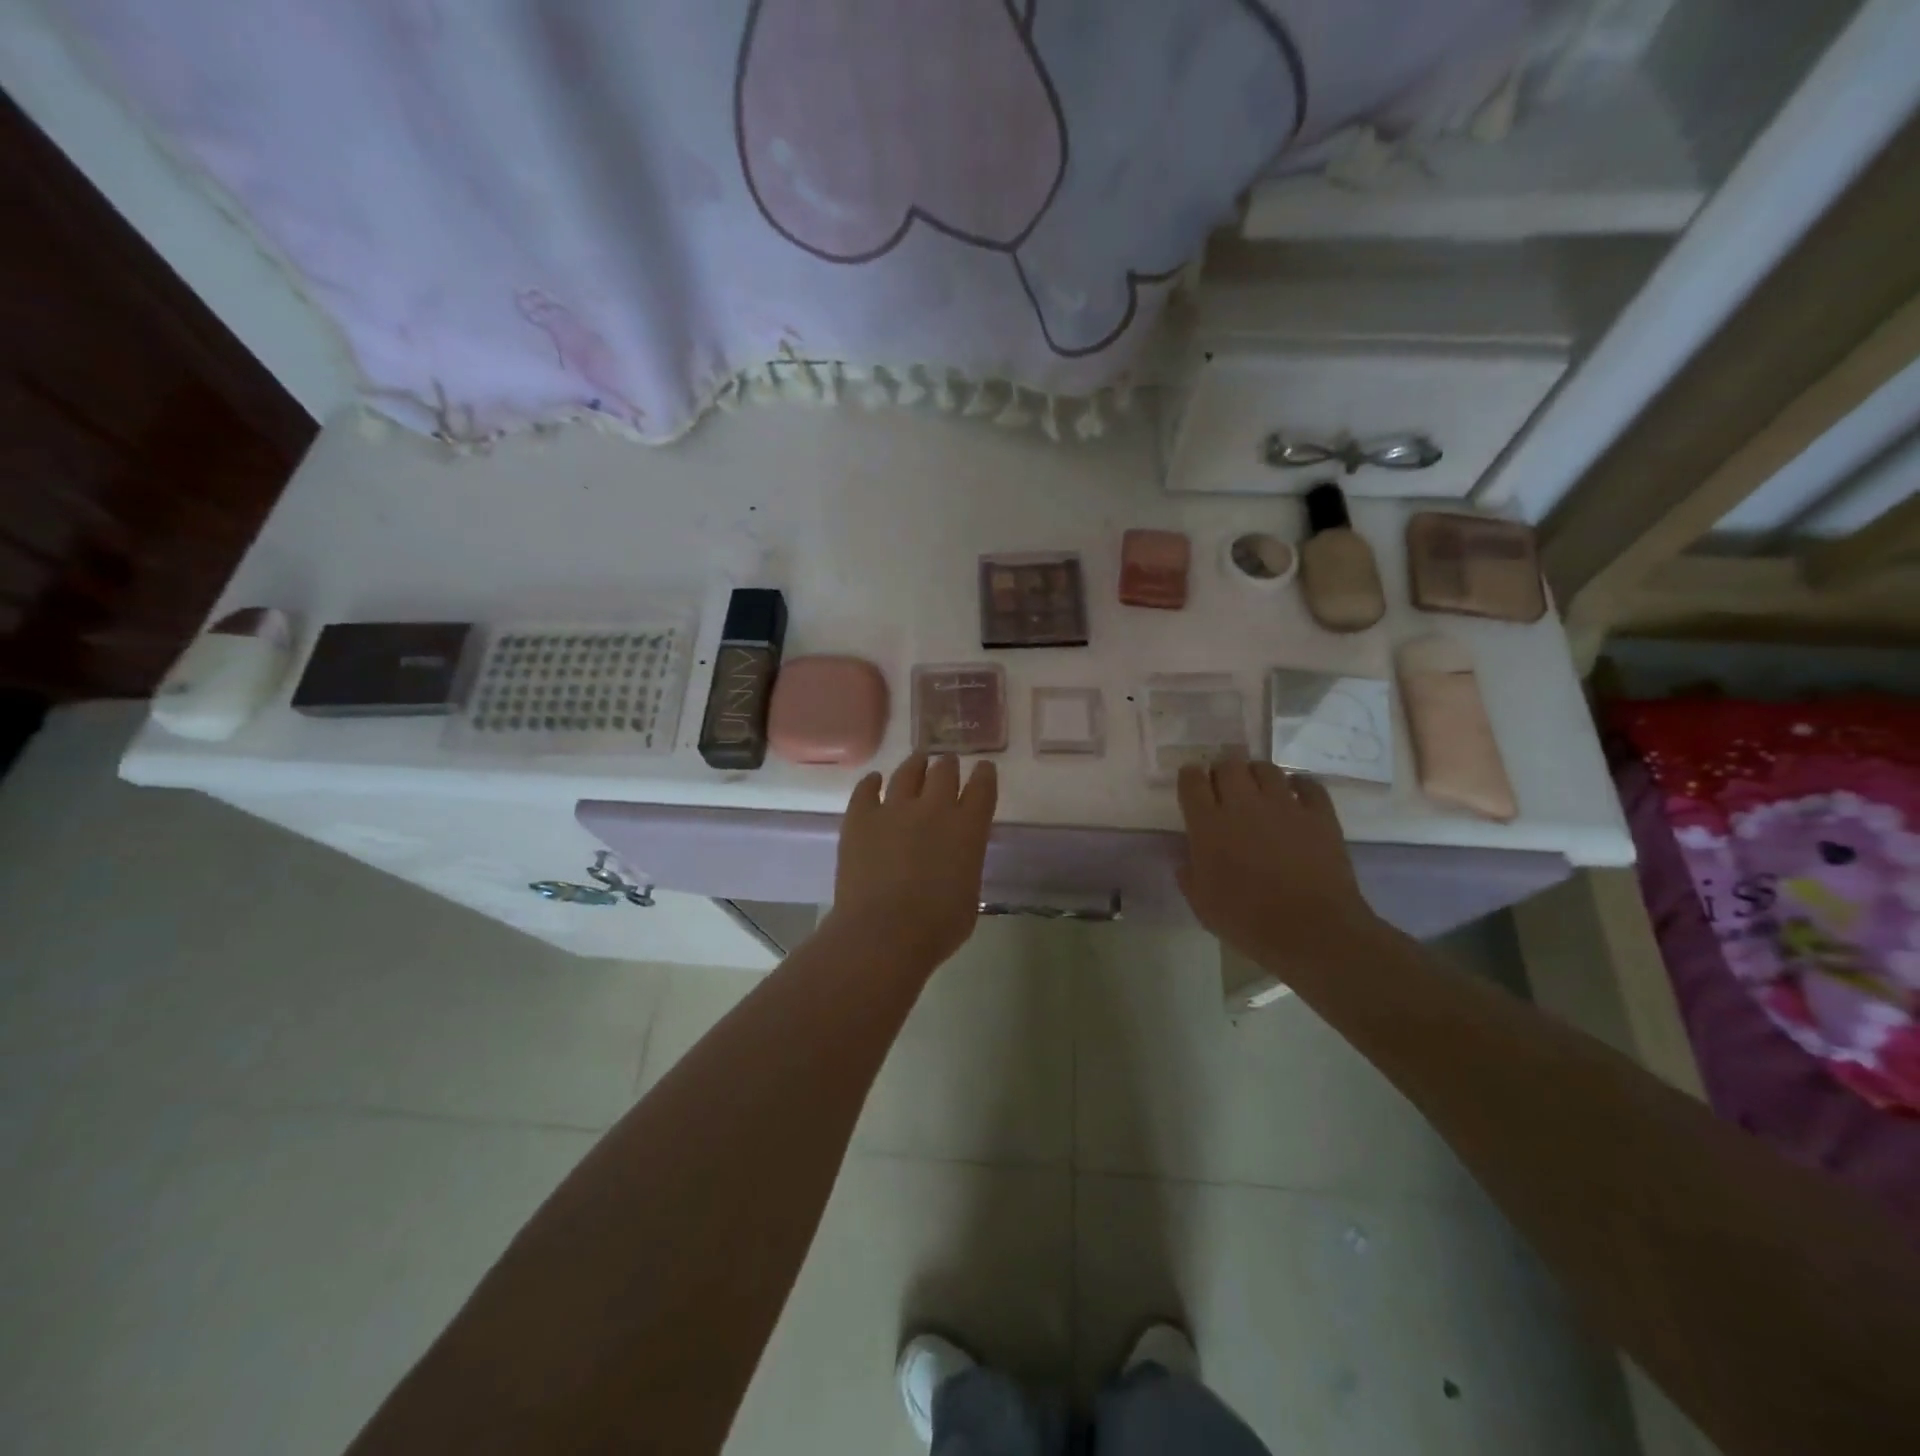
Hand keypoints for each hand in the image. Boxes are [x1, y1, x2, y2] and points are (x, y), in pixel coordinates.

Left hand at [829, 753, 997, 972]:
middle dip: (948, 766)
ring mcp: (894, 808)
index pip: (982, 788)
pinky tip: (874, 780)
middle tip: (947, 764)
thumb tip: (954, 860)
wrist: (884, 932)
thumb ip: (965, 866)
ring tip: (917, 761)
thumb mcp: (969, 895)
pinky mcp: (860, 817)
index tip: (983, 768)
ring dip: (915, 765)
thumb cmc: (937, 927)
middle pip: (944, 772)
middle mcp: (934, 808)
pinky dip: (872, 782)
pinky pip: (866, 789)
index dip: (984, 775)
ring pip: (907, 772)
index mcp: (968, 828)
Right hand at [1176, 758, 1381, 975]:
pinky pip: (1309, 784)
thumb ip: (1189, 877)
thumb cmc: (1248, 921)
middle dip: (1222, 771)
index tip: (1191, 782)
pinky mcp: (1319, 814)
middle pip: (1228, 765)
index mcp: (1208, 825)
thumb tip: (1186, 862)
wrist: (1312, 931)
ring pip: (1266, 768)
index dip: (1189, 777)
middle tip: (1224, 787)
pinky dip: (1300, 785)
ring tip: (1258, 788)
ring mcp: (1284, 806)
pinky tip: (1297, 794)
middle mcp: (1243, 805)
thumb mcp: (1202, 906)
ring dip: (1257, 774)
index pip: (1192, 781)